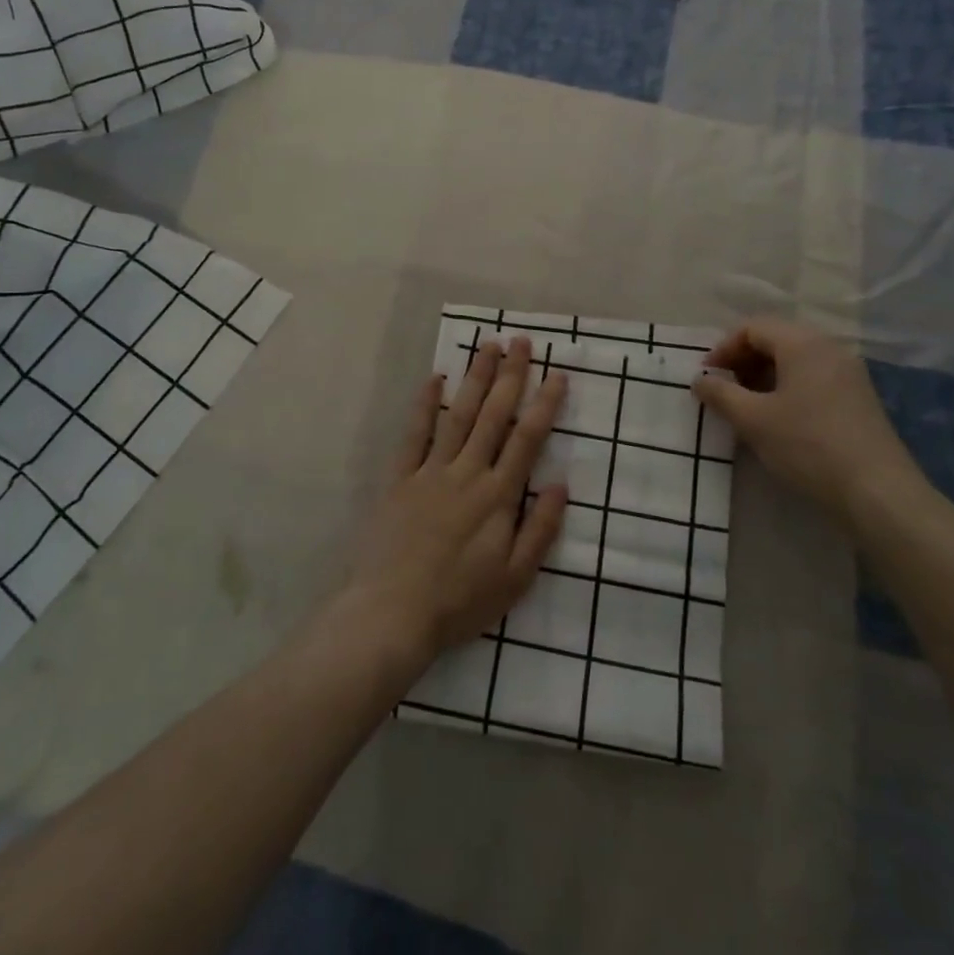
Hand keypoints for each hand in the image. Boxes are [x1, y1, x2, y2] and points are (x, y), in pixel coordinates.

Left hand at [339, 338, 568, 676]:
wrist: (392, 613)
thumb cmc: (460, 601)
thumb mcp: (515, 579)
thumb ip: (541, 529)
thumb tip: (561, 484)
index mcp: (498, 496)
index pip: (527, 439)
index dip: (544, 404)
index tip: (557, 374)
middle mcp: (467, 472)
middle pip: (494, 415)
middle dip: (511, 376)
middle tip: (523, 342)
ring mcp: (431, 471)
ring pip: (458, 414)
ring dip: (475, 378)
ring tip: (489, 346)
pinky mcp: (400, 477)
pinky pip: (415, 433)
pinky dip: (425, 404)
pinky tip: (435, 378)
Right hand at [693, 318, 929, 531]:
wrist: (877, 492)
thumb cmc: (807, 445)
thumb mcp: (753, 419)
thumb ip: (720, 394)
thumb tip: (700, 380)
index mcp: (803, 343)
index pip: (753, 328)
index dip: (723, 348)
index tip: (706, 378)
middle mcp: (829, 348)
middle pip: (776, 340)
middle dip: (743, 361)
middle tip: (723, 390)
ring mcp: (848, 373)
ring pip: (795, 361)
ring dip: (764, 377)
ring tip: (746, 407)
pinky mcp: (858, 398)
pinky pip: (813, 378)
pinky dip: (787, 389)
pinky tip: (778, 419)